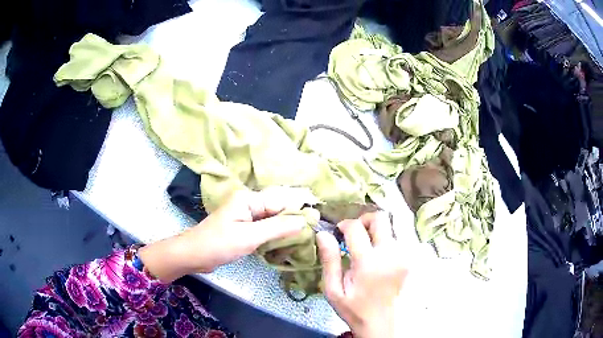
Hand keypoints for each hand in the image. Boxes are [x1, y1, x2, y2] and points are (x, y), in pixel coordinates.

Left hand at [140, 187, 317, 282]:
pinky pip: (264, 227)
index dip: (299, 210)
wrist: (194, 255)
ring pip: (272, 219)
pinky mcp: (243, 228)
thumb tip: (304, 220)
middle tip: (314, 229)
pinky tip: (286, 240)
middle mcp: (249, 203)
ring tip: (305, 235)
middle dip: (294, 218)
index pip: (281, 201)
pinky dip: (275, 233)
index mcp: (249, 199)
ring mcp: (246, 216)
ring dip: (286, 227)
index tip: (318, 220)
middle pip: (278, 208)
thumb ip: (277, 227)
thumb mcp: (250, 237)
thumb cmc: (219, 244)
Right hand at [317, 212, 405, 337]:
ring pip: (392, 226)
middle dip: (364, 220)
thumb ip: (329, 261)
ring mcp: (404, 256)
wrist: (382, 323)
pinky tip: (380, 253)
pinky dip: (387, 239)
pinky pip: (400, 238)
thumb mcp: (334, 291)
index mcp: (368, 263)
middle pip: (380, 218)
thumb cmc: (355, 309)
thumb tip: (323, 234)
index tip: (339, 233)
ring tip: (367, 245)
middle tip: (355, 234)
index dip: (344, 225)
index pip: (356, 227)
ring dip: (377, 229)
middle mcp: (390, 254)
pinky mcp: (410, 259)